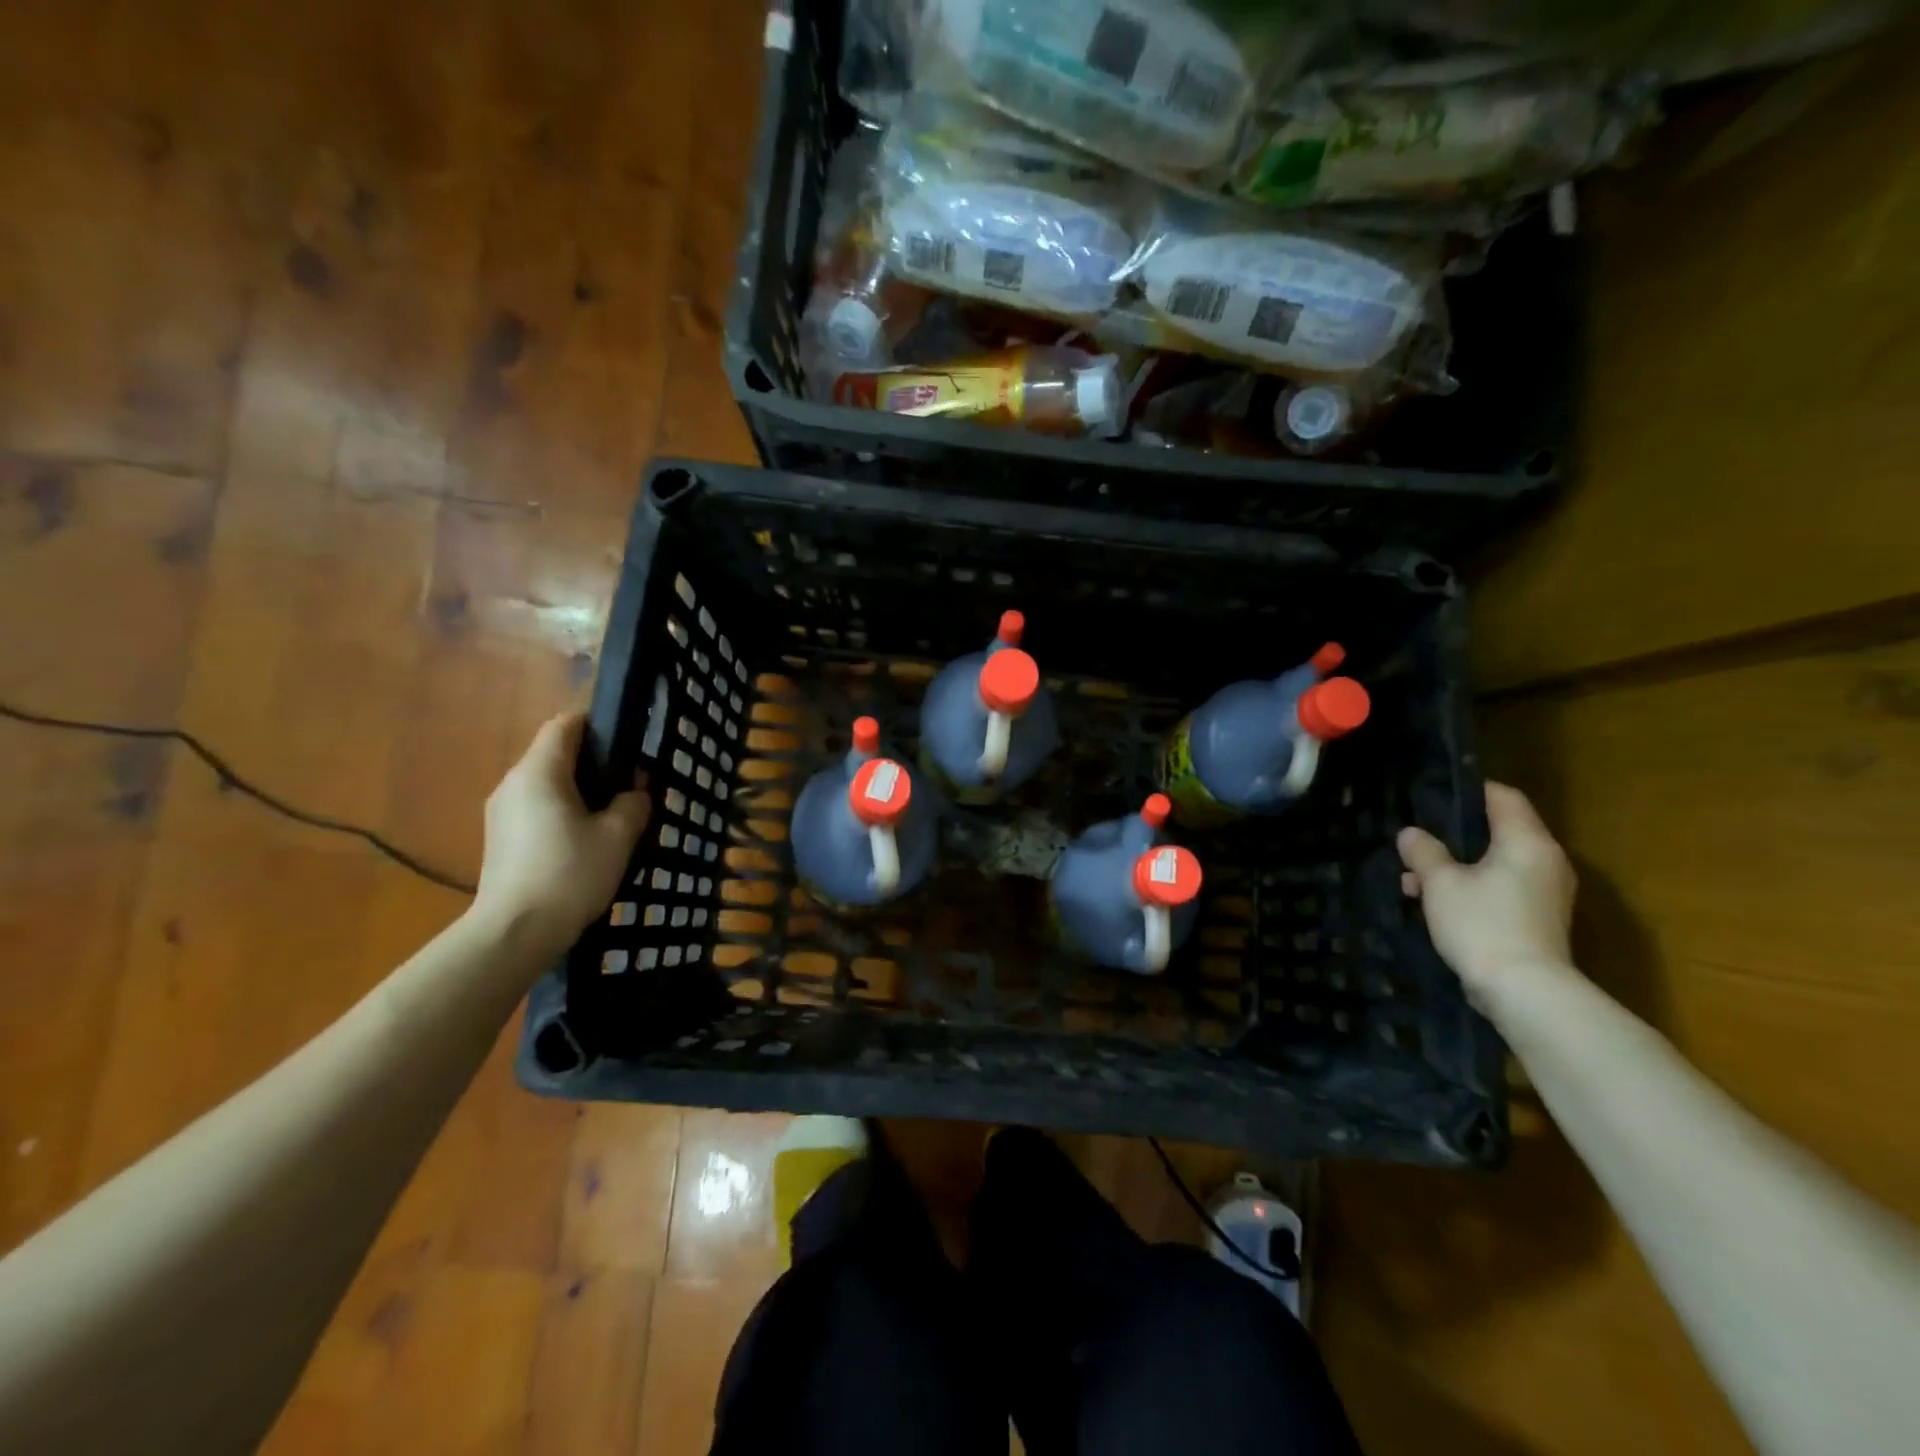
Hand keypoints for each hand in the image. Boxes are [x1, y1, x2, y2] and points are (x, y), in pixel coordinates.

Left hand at [471, 713, 649, 958]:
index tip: (628, 741)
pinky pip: (536, 808)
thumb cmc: (570, 873)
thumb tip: (635, 791)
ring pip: (546, 784)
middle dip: (594, 762)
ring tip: (613, 815)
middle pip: (555, 754)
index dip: (597, 724)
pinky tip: (586, 840)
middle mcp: (513, 783)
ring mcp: (501, 812)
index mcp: (540, 772)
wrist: (515, 933)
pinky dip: (563, 812)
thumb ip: (633, 803)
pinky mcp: (500, 839)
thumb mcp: (618, 836)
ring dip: (579, 790)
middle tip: (631, 783)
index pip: (566, 724)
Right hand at [1397, 782, 1576, 1008]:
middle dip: (1452, 836)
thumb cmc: (1482, 923)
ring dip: (1456, 867)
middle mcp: (1545, 861)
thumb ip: (1424, 852)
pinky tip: (1436, 904)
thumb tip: (1411, 834)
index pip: (1503, 797)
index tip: (1432, 796)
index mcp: (1527, 842)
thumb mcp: (1440, 883)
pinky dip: (1471, 888)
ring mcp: (1546, 893)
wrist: (1525, 992)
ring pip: (1495, 863)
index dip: (1468, 792)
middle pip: (1498, 832)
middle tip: (1415, 843)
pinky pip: (1501, 888)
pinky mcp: (1538, 919)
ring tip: (1414, 881)